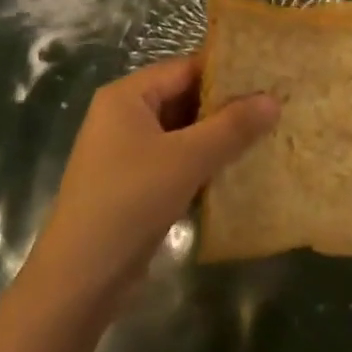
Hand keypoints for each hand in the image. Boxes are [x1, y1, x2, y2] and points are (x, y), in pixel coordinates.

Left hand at [26, 55, 279, 308]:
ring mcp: (126, 153)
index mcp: (127, 96)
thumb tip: (273, 99)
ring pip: (181, 133)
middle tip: (274, 107)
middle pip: (183, 98)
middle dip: (225, 107)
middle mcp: (123, 116)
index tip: (268, 76)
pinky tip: (237, 172)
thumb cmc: (129, 203)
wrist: (78, 283)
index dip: (226, 72)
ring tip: (266, 136)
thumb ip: (231, 127)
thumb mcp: (186, 160)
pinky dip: (202, 164)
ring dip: (217, 138)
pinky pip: (174, 161)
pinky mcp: (132, 186)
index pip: (185, 68)